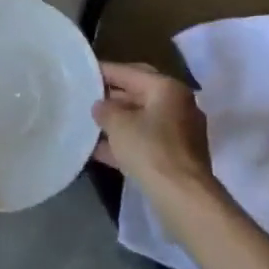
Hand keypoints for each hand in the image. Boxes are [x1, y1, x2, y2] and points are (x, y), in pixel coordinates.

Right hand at [93, 62, 213, 201]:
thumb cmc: (151, 150)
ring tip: (90, 124)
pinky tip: (101, 150)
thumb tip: (100, 106)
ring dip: (118, 123)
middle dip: (112, 97)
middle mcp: (179, 105)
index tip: (85, 71)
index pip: (131, 72)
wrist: (183, 197)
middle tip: (86, 97)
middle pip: (139, 95)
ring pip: (142, 120)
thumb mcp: (119, 125)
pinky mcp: (178, 158)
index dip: (106, 71)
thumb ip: (105, 110)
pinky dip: (126, 143)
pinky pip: (147, 142)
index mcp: (168, 88)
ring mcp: (181, 133)